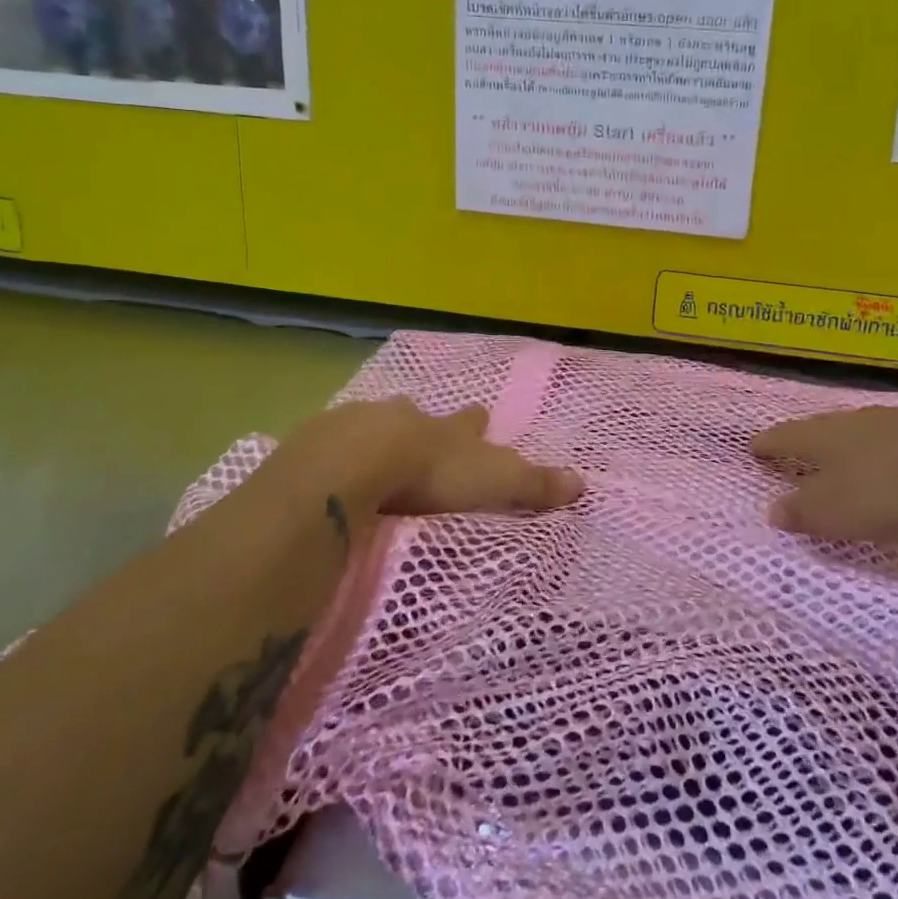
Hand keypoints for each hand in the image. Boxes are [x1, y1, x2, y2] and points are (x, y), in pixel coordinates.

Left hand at [267, 398, 582, 522]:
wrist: (354, 464)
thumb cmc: (431, 473)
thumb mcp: (492, 482)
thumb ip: (533, 485)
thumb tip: (583, 483)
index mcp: (443, 429)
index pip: (467, 422)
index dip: (475, 422)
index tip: (480, 416)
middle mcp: (402, 417)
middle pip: (414, 413)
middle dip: (419, 421)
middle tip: (417, 427)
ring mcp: (355, 425)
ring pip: (370, 423)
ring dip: (375, 434)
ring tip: (370, 449)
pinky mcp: (314, 443)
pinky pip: (327, 444)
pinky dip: (333, 453)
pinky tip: (327, 468)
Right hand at [751, 406, 897, 544]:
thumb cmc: (889, 488)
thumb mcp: (837, 512)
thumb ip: (802, 511)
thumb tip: (772, 510)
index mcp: (821, 437)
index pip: (783, 438)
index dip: (766, 446)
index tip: (752, 448)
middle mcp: (850, 421)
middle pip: (818, 430)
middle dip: (803, 444)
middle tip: (791, 455)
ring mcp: (891, 422)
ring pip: (854, 433)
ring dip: (842, 449)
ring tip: (838, 462)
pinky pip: (889, 442)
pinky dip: (878, 456)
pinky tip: (888, 467)